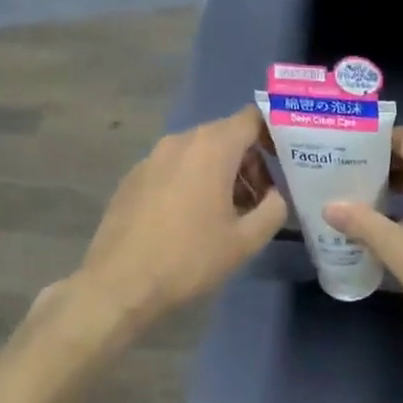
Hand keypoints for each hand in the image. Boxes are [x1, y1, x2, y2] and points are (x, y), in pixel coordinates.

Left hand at [68, 105, 286, 330]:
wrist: (118, 284)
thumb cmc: (189, 258)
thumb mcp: (245, 240)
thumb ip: (274, 209)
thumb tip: (276, 196)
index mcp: (212, 147)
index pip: (253, 118)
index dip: (273, 134)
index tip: (284, 162)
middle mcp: (181, 140)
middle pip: (226, 134)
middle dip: (249, 160)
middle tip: (260, 198)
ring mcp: (152, 157)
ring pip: (199, 151)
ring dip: (221, 172)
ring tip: (228, 213)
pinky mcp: (134, 176)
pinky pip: (174, 166)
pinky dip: (192, 180)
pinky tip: (190, 219)